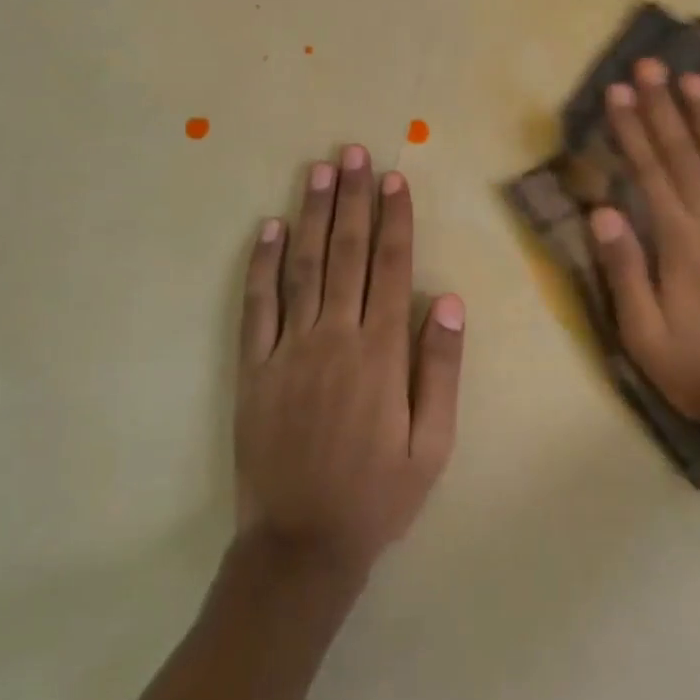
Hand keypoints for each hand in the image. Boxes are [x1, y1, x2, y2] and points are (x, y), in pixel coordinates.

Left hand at [235, 146, 464, 577]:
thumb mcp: (433, 443)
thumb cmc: (379, 494)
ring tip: (318, 170)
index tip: (394, 178)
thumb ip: (440, 368)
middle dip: (353, 198)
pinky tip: (266, 228)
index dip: (394, 219)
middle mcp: (334, 337)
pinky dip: (260, 264)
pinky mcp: (252, 368)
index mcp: (382, 352)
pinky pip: (256, 306)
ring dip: (311, 214)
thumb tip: (447, 299)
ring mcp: (288, 349)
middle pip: (345, 252)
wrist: (301, 546)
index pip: (391, 267)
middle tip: (354, 152)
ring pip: (301, 266)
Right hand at [588, 59, 699, 443]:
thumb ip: (624, 271)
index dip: (631, 129)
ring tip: (694, 80)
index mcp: (680, 241)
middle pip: (686, 154)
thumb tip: (602, 211)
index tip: (617, 92)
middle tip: (650, 67)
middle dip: (664, 107)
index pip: (650, 172)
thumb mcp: (644, 335)